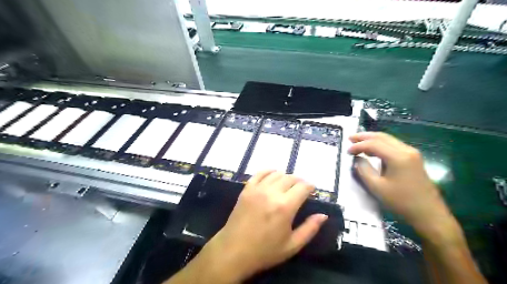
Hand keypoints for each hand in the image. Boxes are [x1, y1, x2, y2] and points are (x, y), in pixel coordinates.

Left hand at [198, 169, 328, 282]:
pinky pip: (259, 173)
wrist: (233, 251)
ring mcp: (257, 189)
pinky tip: (272, 175)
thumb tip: (323, 215)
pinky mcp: (247, 189)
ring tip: (288, 184)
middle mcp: (272, 193)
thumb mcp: (292, 245)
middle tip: (301, 189)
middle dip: (299, 181)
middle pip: (290, 178)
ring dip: (285, 177)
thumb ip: (310, 229)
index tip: (312, 190)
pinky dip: (269, 171)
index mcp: (285, 207)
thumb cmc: (265, 251)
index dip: (310, 186)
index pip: (303, 187)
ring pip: (276, 174)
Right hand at [349, 132, 459, 240]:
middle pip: (382, 137)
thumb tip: (358, 159)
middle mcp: (406, 150)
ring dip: (372, 139)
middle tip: (350, 138)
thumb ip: (364, 170)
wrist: (429, 214)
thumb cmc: (401, 201)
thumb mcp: (377, 187)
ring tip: (358, 142)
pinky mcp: (413, 159)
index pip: (374, 144)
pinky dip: (380, 145)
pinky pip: (393, 146)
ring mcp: (412, 154)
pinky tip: (372, 150)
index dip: (358, 146)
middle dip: (364, 136)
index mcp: (398, 157)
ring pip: (388, 140)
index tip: (347, 151)